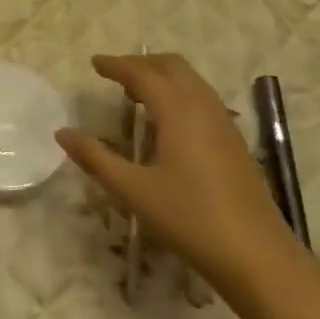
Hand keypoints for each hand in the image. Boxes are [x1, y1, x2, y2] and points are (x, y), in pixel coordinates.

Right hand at [57, 54, 291, 293]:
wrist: (257, 255)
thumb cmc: (190, 219)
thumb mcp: (133, 191)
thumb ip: (96, 158)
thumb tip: (62, 133)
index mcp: (177, 111)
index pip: (142, 73)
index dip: (116, 65)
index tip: (94, 63)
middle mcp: (203, 106)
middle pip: (172, 66)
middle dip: (141, 63)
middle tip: (114, 74)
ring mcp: (224, 123)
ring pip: (191, 81)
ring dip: (162, 77)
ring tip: (135, 94)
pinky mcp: (234, 142)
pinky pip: (203, 98)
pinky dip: (179, 93)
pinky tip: (167, 122)